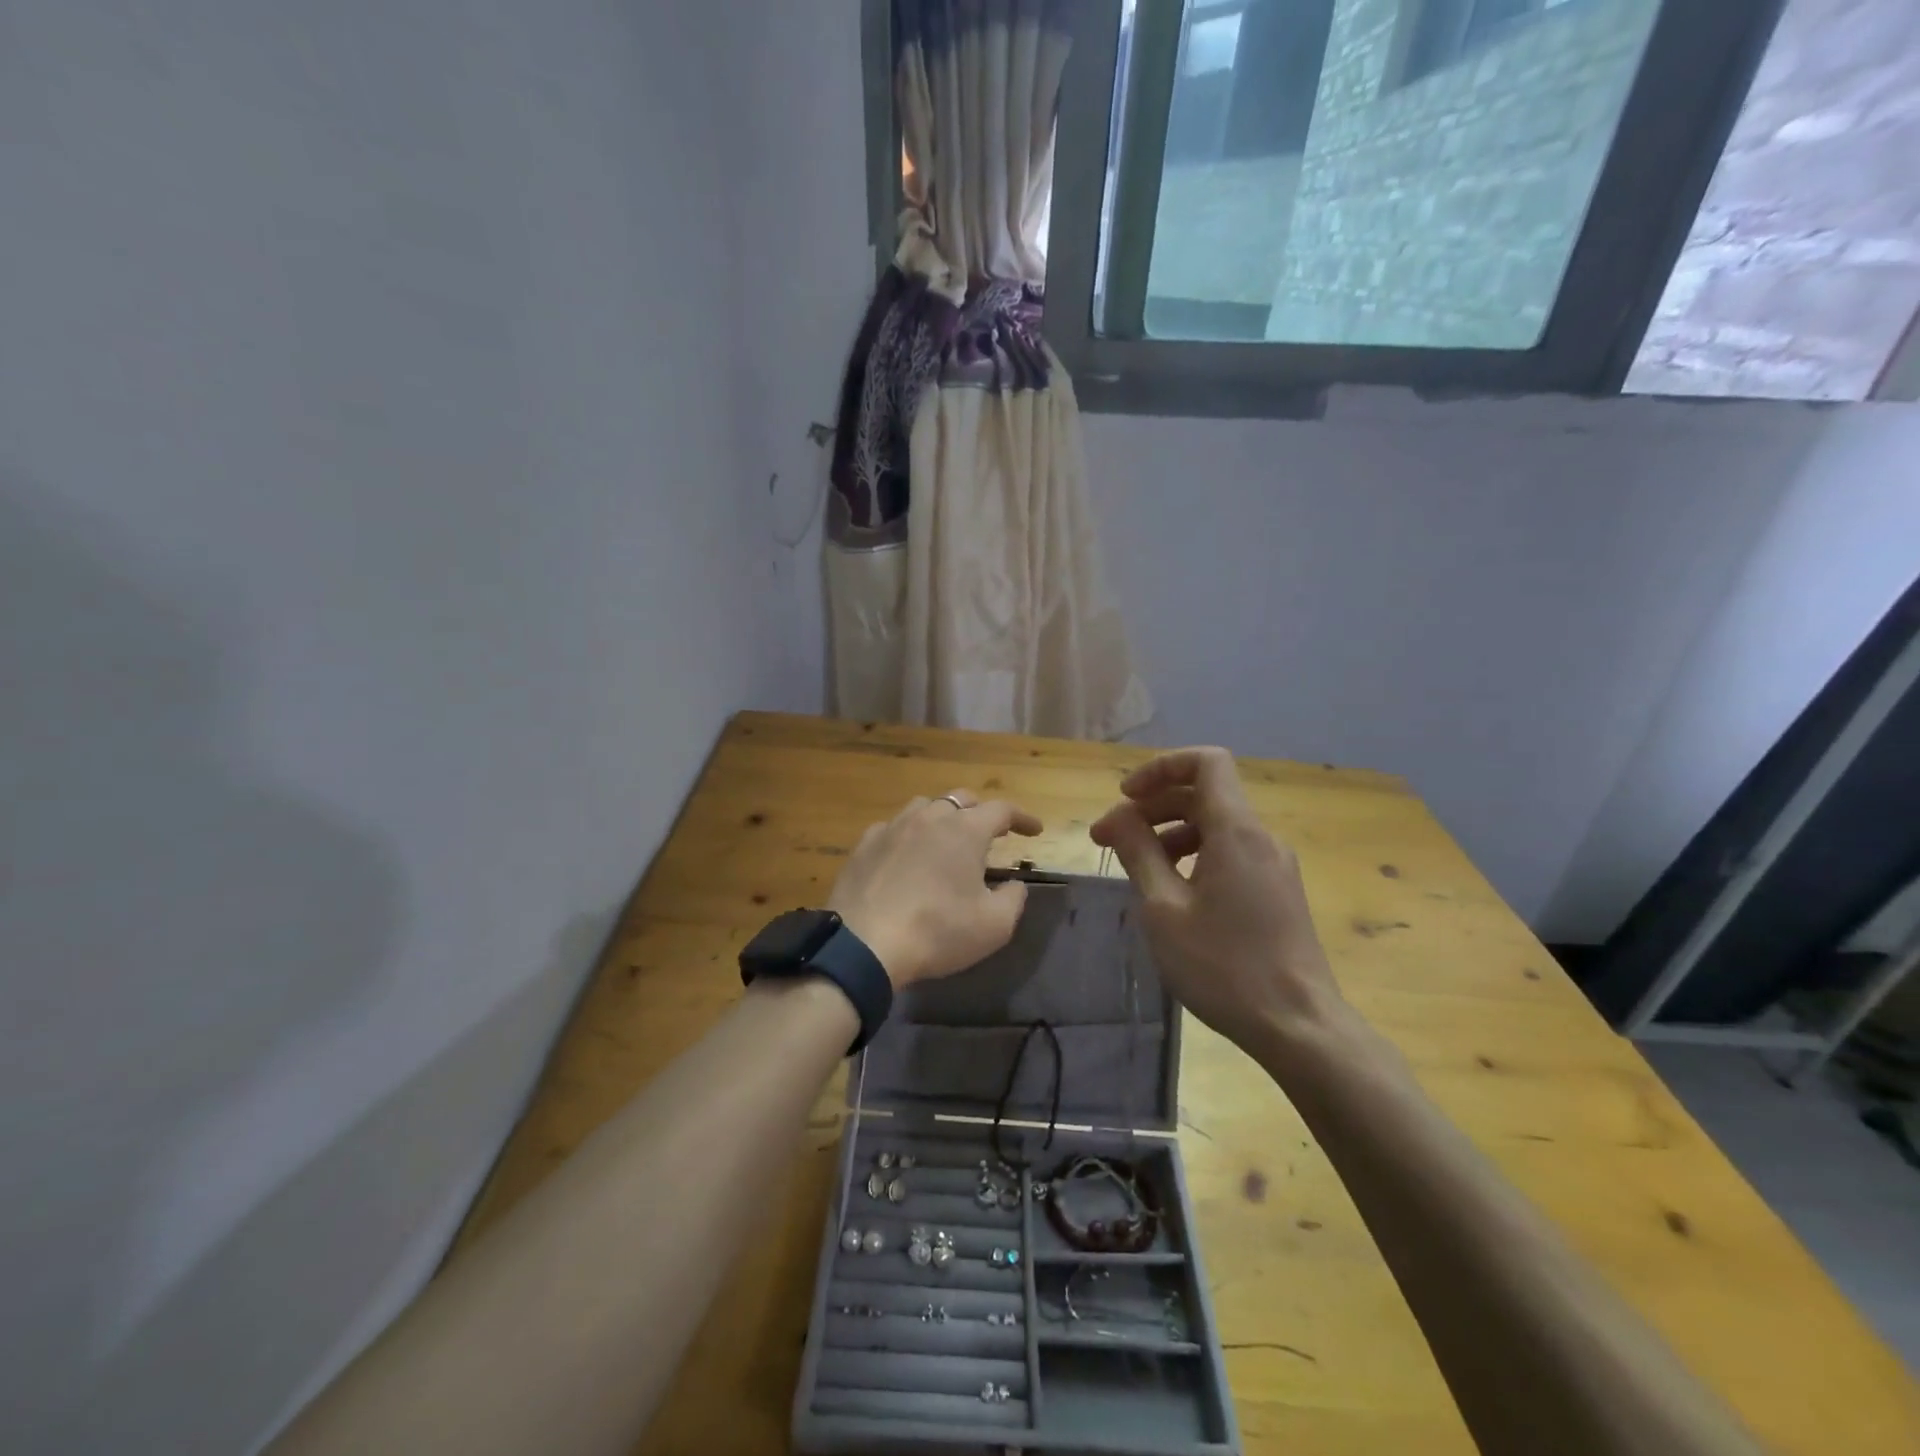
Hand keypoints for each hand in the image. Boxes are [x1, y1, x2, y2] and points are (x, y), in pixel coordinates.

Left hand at [829, 791, 1042, 988]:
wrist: (864, 944)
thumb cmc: (937, 932)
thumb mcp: (994, 925)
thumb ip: (1013, 899)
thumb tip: (1015, 884)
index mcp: (965, 830)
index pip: (1002, 810)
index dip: (1022, 817)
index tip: (1035, 831)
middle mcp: (929, 817)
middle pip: (961, 799)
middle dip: (981, 811)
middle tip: (991, 833)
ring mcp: (892, 827)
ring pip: (924, 807)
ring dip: (943, 817)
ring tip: (948, 839)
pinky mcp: (864, 844)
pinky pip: (893, 827)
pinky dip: (909, 834)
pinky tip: (907, 854)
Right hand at [1089, 747, 1341, 1053]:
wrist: (1299, 1027)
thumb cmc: (1223, 967)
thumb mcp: (1163, 908)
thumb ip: (1138, 852)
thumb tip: (1118, 816)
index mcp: (1236, 831)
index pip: (1206, 762)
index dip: (1160, 767)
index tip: (1126, 797)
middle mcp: (1261, 838)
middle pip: (1204, 794)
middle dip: (1152, 807)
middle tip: (1108, 840)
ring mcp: (1274, 865)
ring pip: (1216, 826)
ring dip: (1170, 833)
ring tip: (1136, 869)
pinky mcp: (1278, 892)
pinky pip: (1230, 853)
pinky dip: (1194, 856)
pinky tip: (1172, 893)